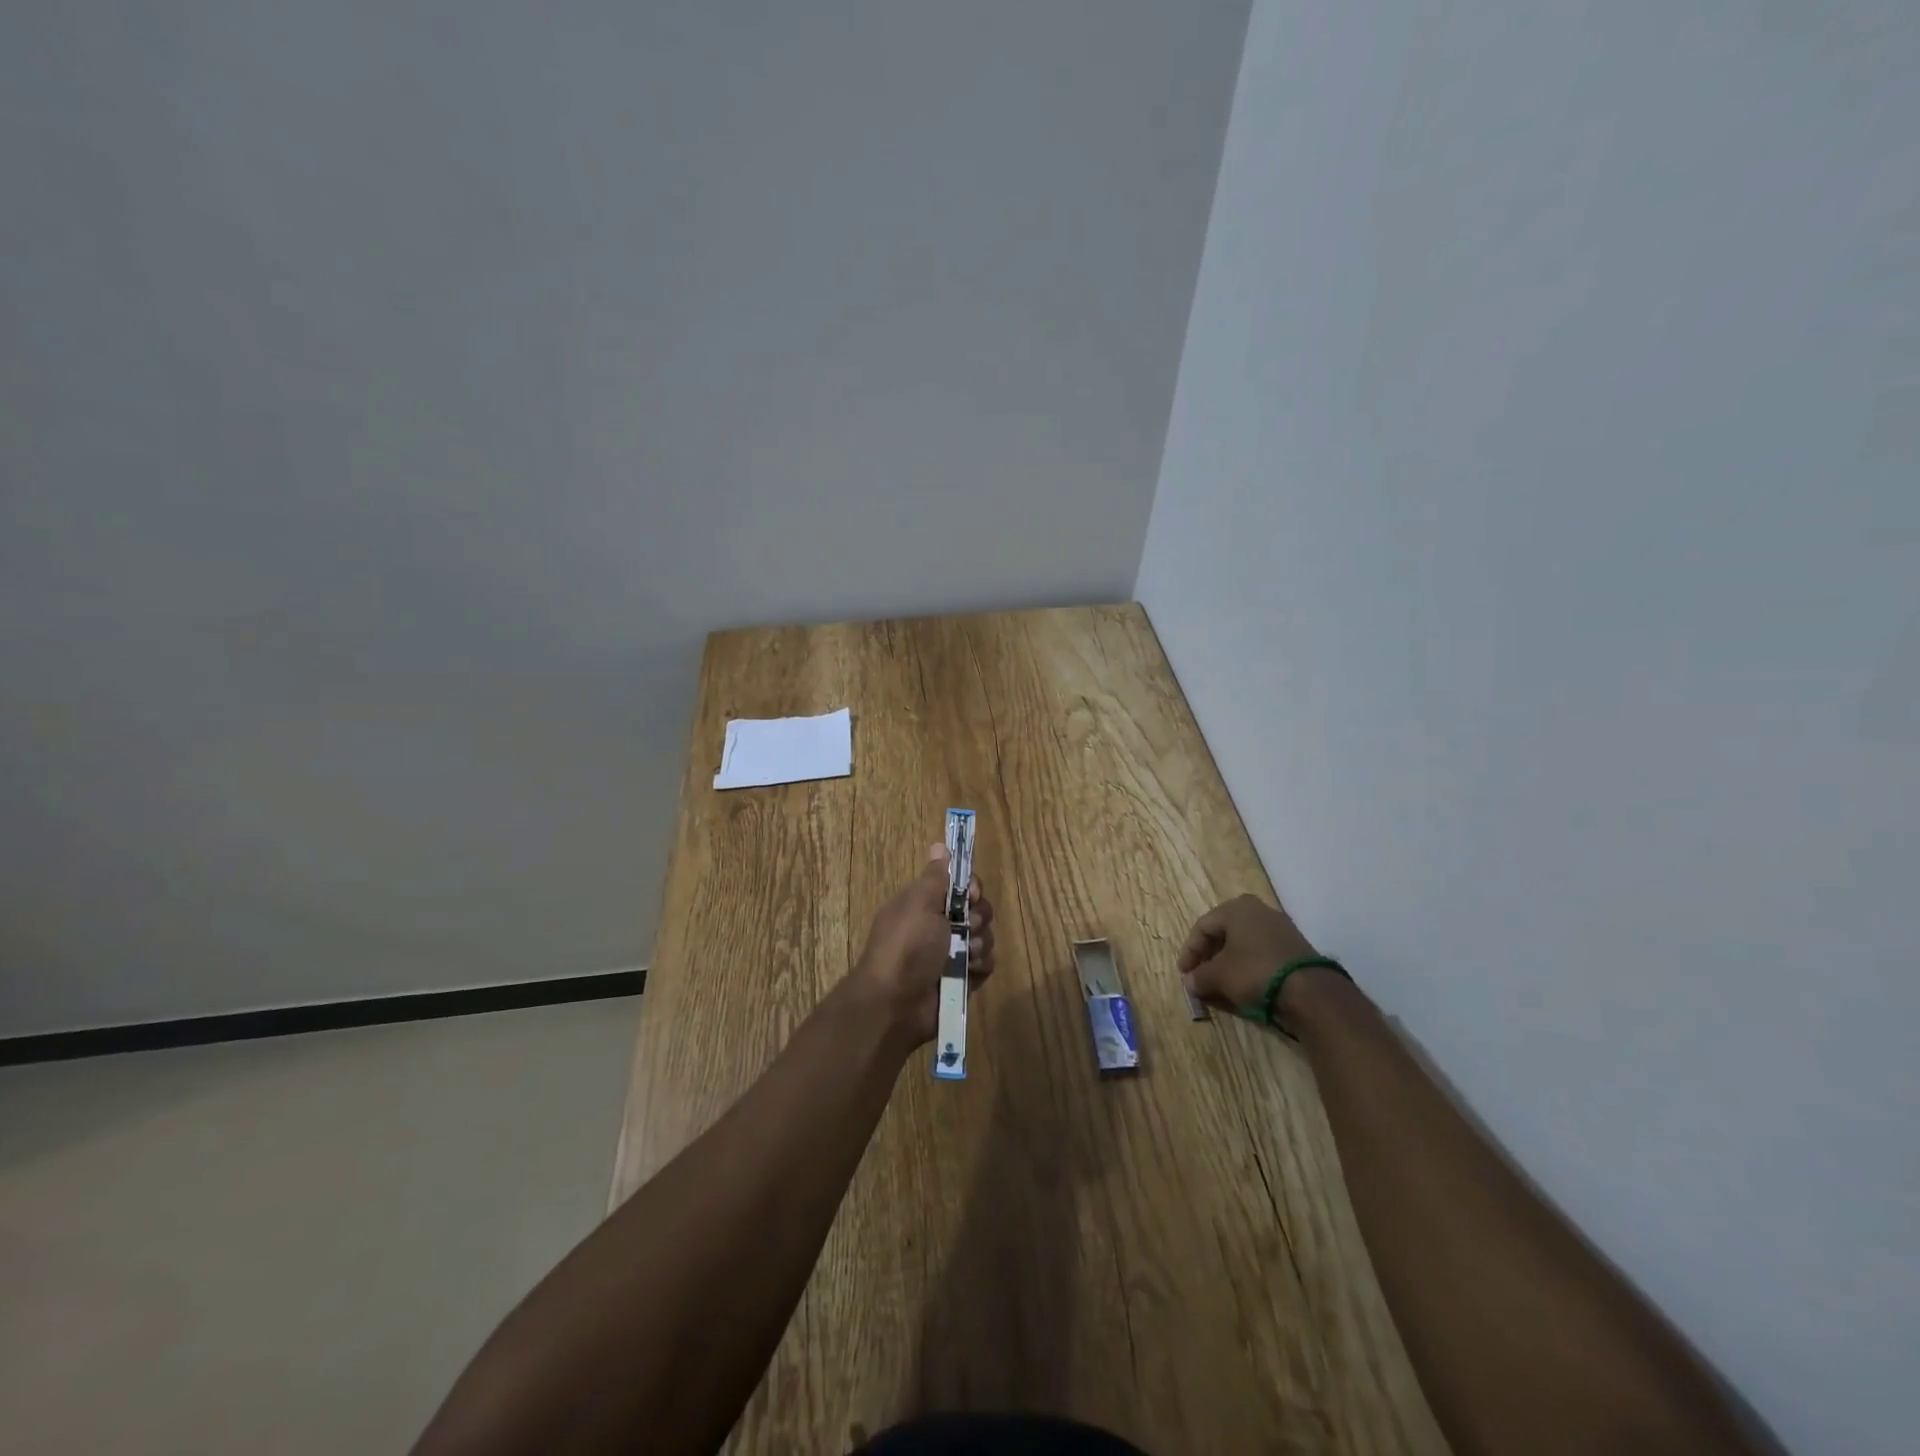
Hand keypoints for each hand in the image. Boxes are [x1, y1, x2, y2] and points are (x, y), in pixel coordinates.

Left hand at [848, 843, 995, 1046]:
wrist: (895, 1003)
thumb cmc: (906, 946)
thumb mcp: (919, 903)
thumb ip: (935, 877)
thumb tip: (939, 845)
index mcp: (924, 904)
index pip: (959, 885)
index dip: (971, 887)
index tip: (971, 893)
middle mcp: (938, 926)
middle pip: (976, 910)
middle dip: (979, 916)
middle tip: (967, 926)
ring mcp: (950, 954)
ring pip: (984, 937)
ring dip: (980, 943)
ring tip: (965, 955)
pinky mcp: (961, 979)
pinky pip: (985, 965)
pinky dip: (981, 966)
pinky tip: (970, 971)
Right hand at [1177, 893, 1322, 1015]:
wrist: (1311, 991)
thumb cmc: (1255, 972)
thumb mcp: (1219, 976)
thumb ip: (1200, 976)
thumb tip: (1191, 982)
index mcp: (1236, 908)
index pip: (1202, 927)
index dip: (1189, 951)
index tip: (1184, 974)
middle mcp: (1258, 910)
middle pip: (1223, 932)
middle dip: (1209, 955)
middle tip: (1200, 975)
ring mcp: (1280, 926)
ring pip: (1243, 941)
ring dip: (1228, 960)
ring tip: (1221, 981)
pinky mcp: (1295, 945)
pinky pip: (1261, 951)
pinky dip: (1248, 964)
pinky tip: (1245, 981)